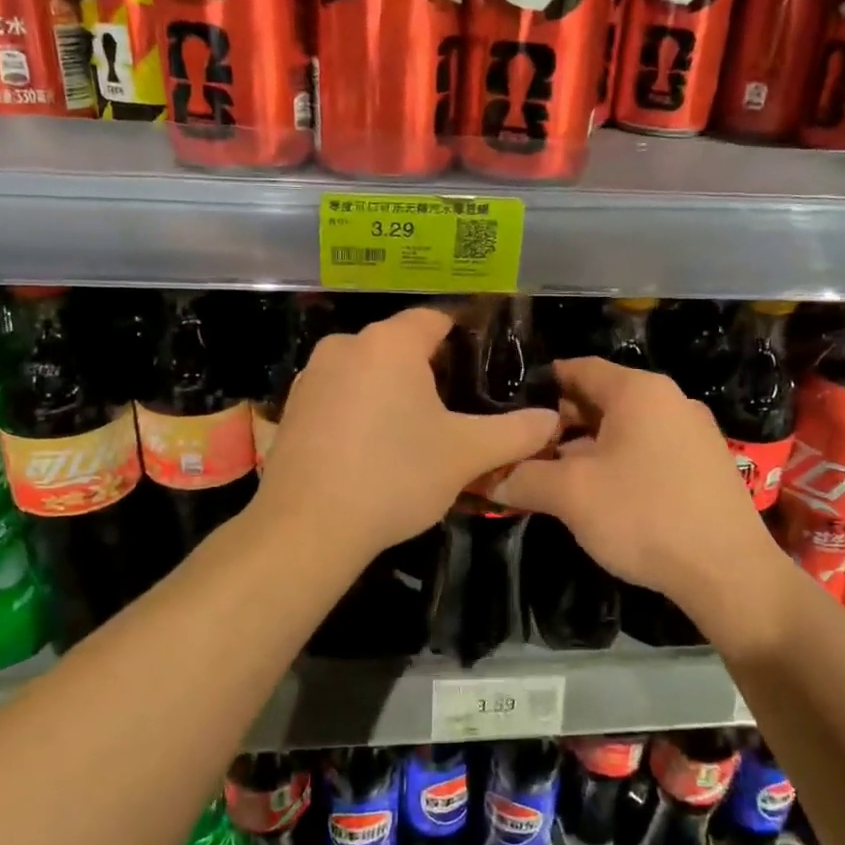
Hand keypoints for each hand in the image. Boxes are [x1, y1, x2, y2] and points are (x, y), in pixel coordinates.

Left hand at [256, 307, 559, 564]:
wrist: (307, 527)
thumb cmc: (394, 476)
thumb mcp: (466, 455)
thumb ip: (515, 433)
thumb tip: (552, 420)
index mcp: (391, 343)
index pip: (436, 318)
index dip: (464, 335)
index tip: (484, 362)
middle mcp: (346, 345)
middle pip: (400, 344)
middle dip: (430, 369)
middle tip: (458, 406)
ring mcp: (312, 376)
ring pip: (368, 370)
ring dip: (393, 391)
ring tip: (416, 431)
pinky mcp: (292, 408)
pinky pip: (340, 395)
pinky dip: (361, 409)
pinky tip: (372, 448)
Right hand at [488, 357, 783, 615]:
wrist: (729, 572)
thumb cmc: (644, 516)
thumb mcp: (571, 495)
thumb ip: (522, 478)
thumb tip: (485, 477)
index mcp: (638, 391)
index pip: (578, 368)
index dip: (540, 385)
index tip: (509, 407)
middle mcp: (670, 400)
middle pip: (601, 399)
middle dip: (560, 423)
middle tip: (525, 449)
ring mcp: (693, 432)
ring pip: (625, 428)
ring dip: (588, 447)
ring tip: (555, 475)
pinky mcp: (705, 465)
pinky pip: (649, 450)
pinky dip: (619, 462)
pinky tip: (601, 495)